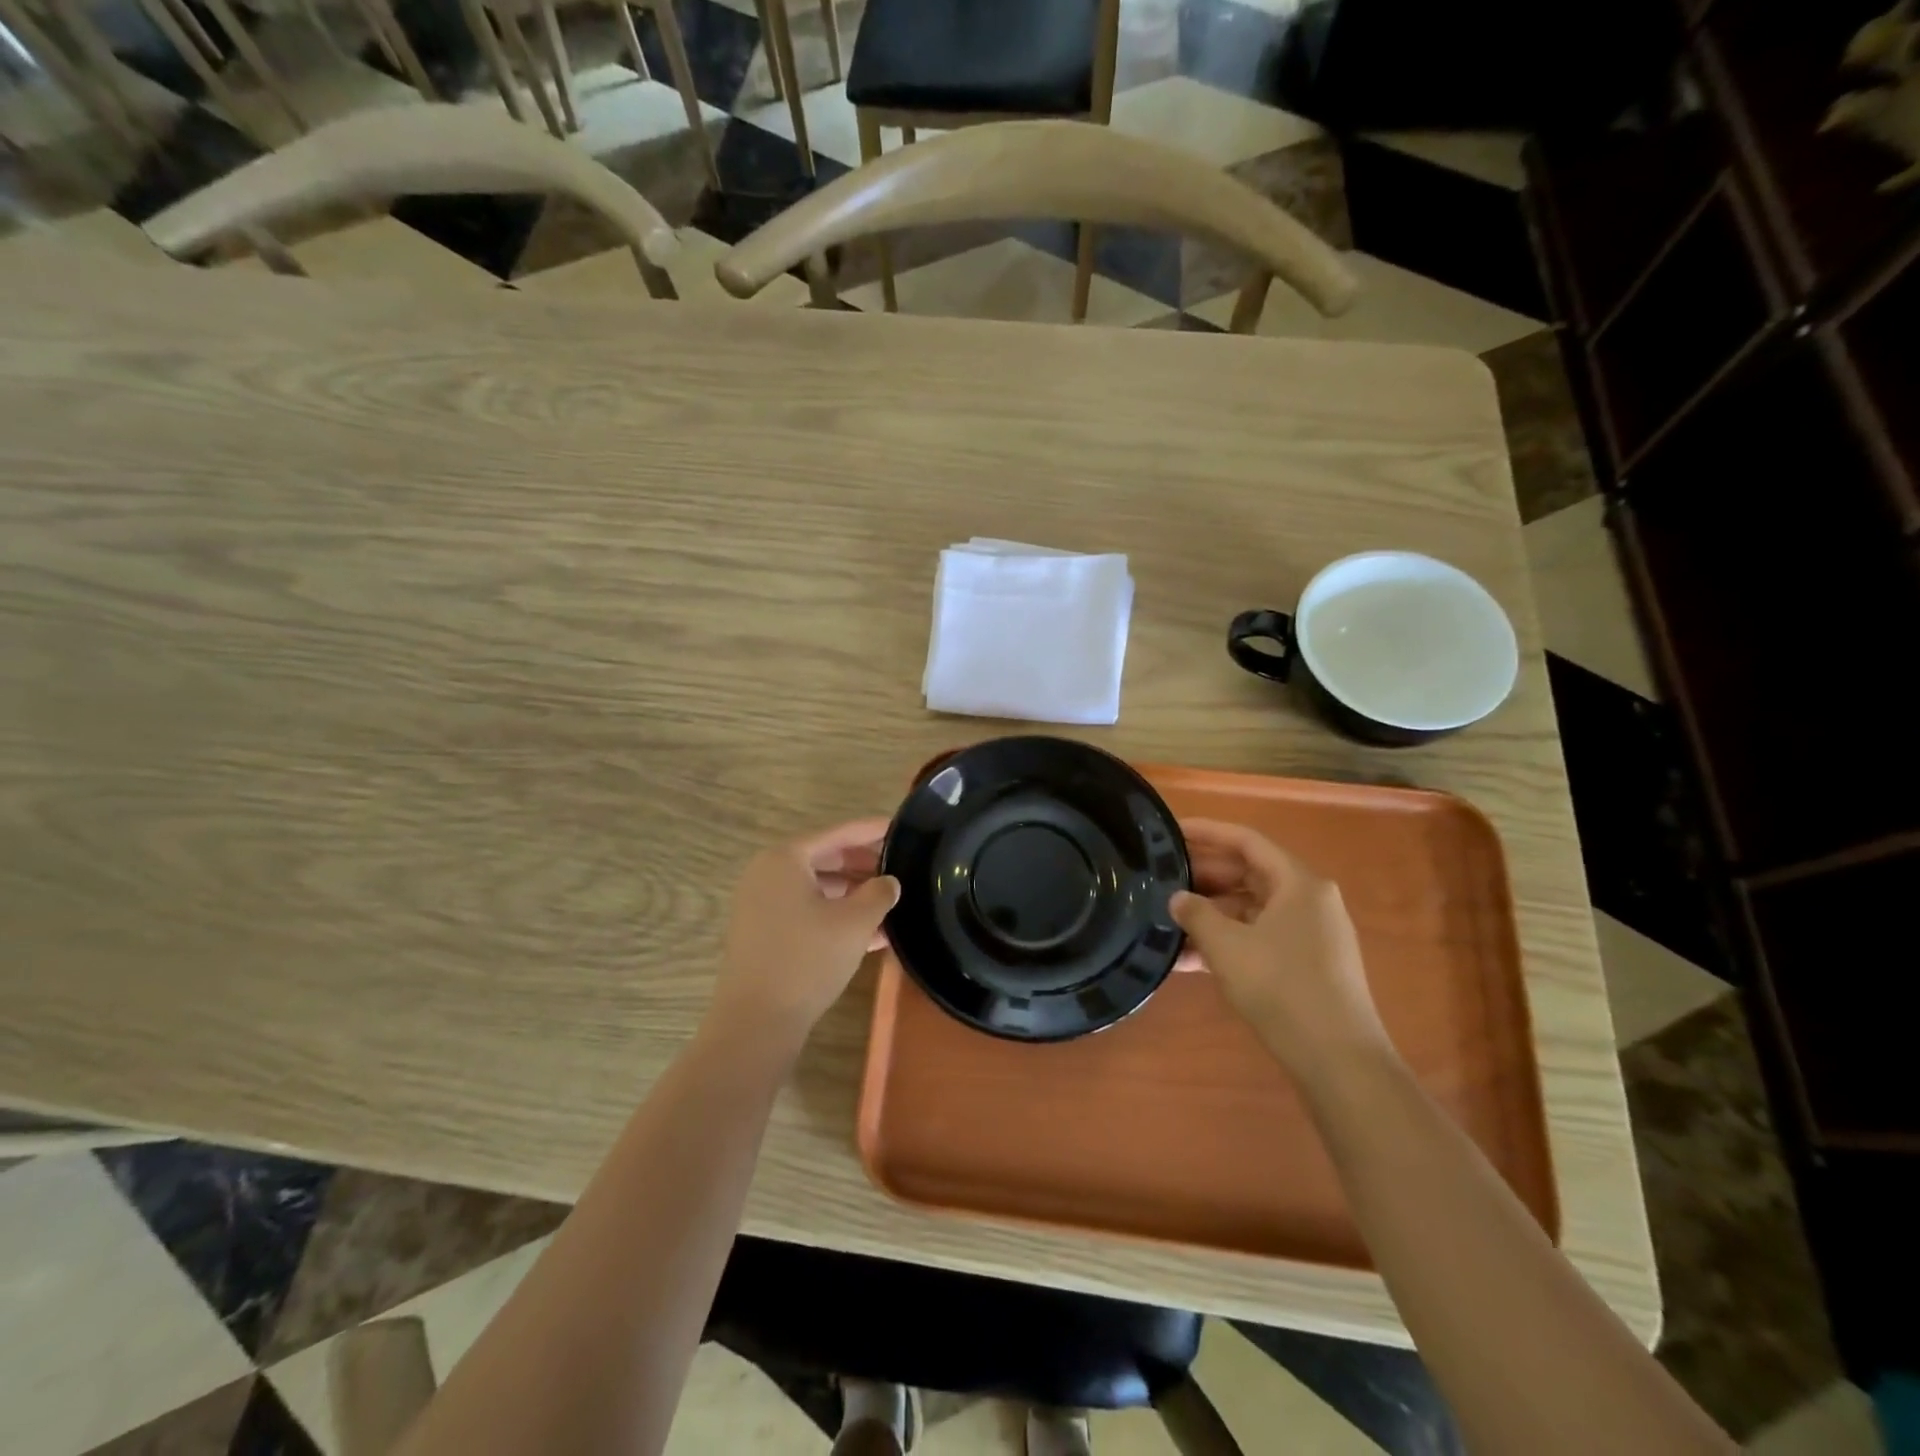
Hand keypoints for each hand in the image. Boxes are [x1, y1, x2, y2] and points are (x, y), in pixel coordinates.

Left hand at [709, 818, 899, 1046]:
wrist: (757, 1021)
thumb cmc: (808, 959)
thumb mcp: (855, 922)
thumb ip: (879, 893)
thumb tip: (889, 882)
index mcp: (786, 859)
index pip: (838, 833)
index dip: (871, 830)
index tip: (900, 827)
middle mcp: (768, 874)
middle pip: (825, 858)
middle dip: (864, 865)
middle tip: (901, 866)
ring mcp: (761, 904)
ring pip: (817, 888)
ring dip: (853, 894)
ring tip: (891, 902)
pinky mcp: (763, 933)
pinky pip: (806, 911)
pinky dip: (836, 915)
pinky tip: (872, 933)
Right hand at [1173, 819, 1388, 1080]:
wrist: (1338, 1060)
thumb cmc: (1281, 987)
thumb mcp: (1227, 946)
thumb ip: (1196, 914)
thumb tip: (1177, 898)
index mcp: (1298, 882)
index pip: (1246, 841)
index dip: (1206, 832)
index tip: (1171, 832)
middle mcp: (1309, 900)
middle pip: (1249, 873)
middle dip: (1203, 877)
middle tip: (1161, 878)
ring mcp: (1310, 934)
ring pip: (1251, 909)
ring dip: (1210, 914)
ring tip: (1167, 921)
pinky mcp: (1307, 964)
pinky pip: (1259, 938)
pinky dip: (1227, 942)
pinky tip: (1188, 960)